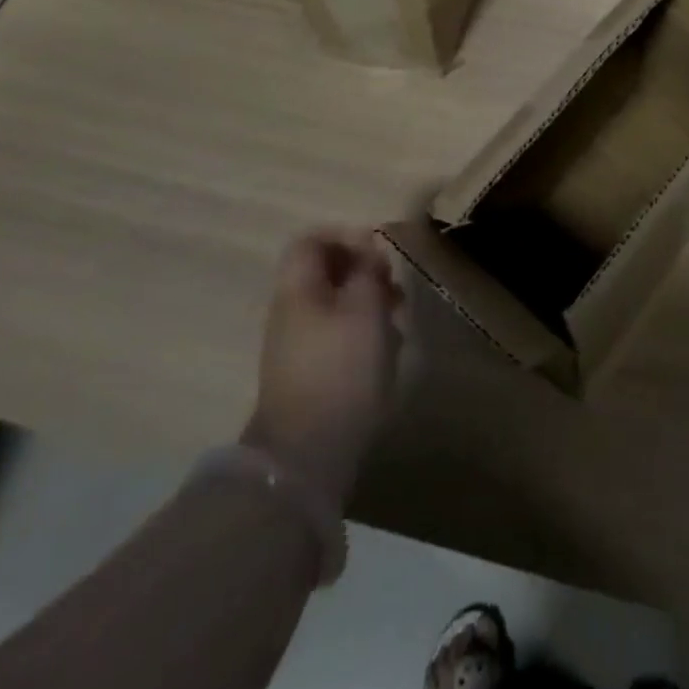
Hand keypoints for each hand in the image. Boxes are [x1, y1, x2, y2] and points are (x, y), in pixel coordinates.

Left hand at [243, 227, 406, 508]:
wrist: (308, 451)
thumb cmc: (341, 367)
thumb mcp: (365, 308)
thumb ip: (367, 271)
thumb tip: (368, 248)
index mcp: (297, 289)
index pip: (311, 241)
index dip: (346, 237)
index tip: (379, 252)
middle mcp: (290, 311)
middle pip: (324, 272)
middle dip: (363, 271)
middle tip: (394, 286)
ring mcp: (297, 345)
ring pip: (334, 304)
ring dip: (367, 302)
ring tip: (398, 318)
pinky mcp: (309, 373)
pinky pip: (336, 334)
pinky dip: (362, 331)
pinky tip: (385, 349)